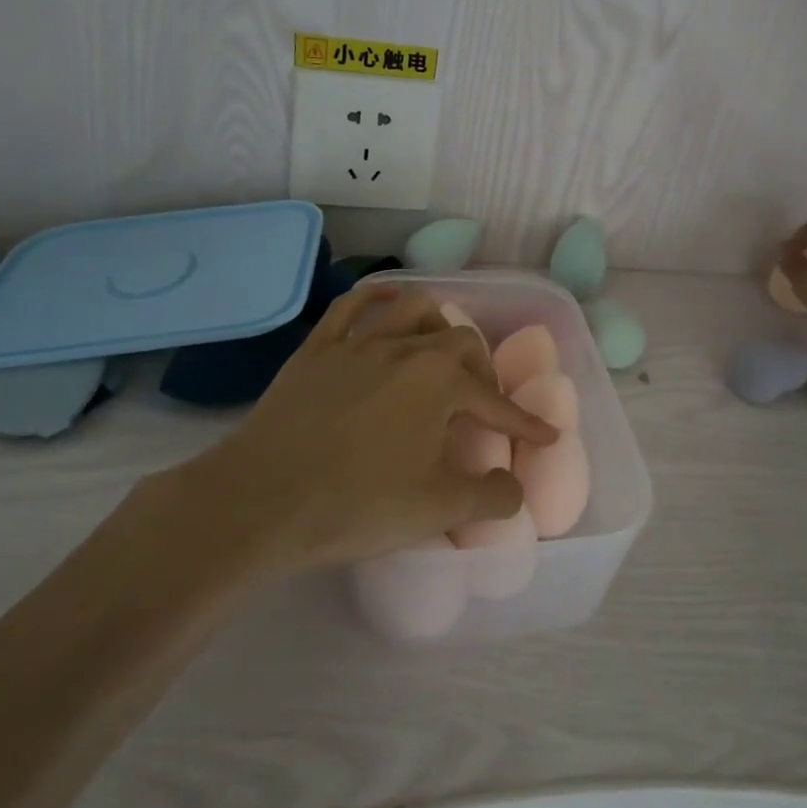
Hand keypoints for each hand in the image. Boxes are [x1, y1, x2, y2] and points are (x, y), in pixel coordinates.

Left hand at [136, 286, 555, 585]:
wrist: (260, 501)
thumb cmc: (358, 504)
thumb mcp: (438, 510)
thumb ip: (491, 497)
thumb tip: (514, 488)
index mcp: (442, 381)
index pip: (496, 402)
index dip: (524, 423)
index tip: (546, 436)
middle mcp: (407, 348)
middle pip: (461, 341)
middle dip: (481, 370)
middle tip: (479, 404)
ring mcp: (359, 343)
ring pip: (413, 309)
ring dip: (438, 324)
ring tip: (440, 350)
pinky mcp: (317, 349)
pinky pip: (351, 306)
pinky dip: (376, 297)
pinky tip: (387, 301)